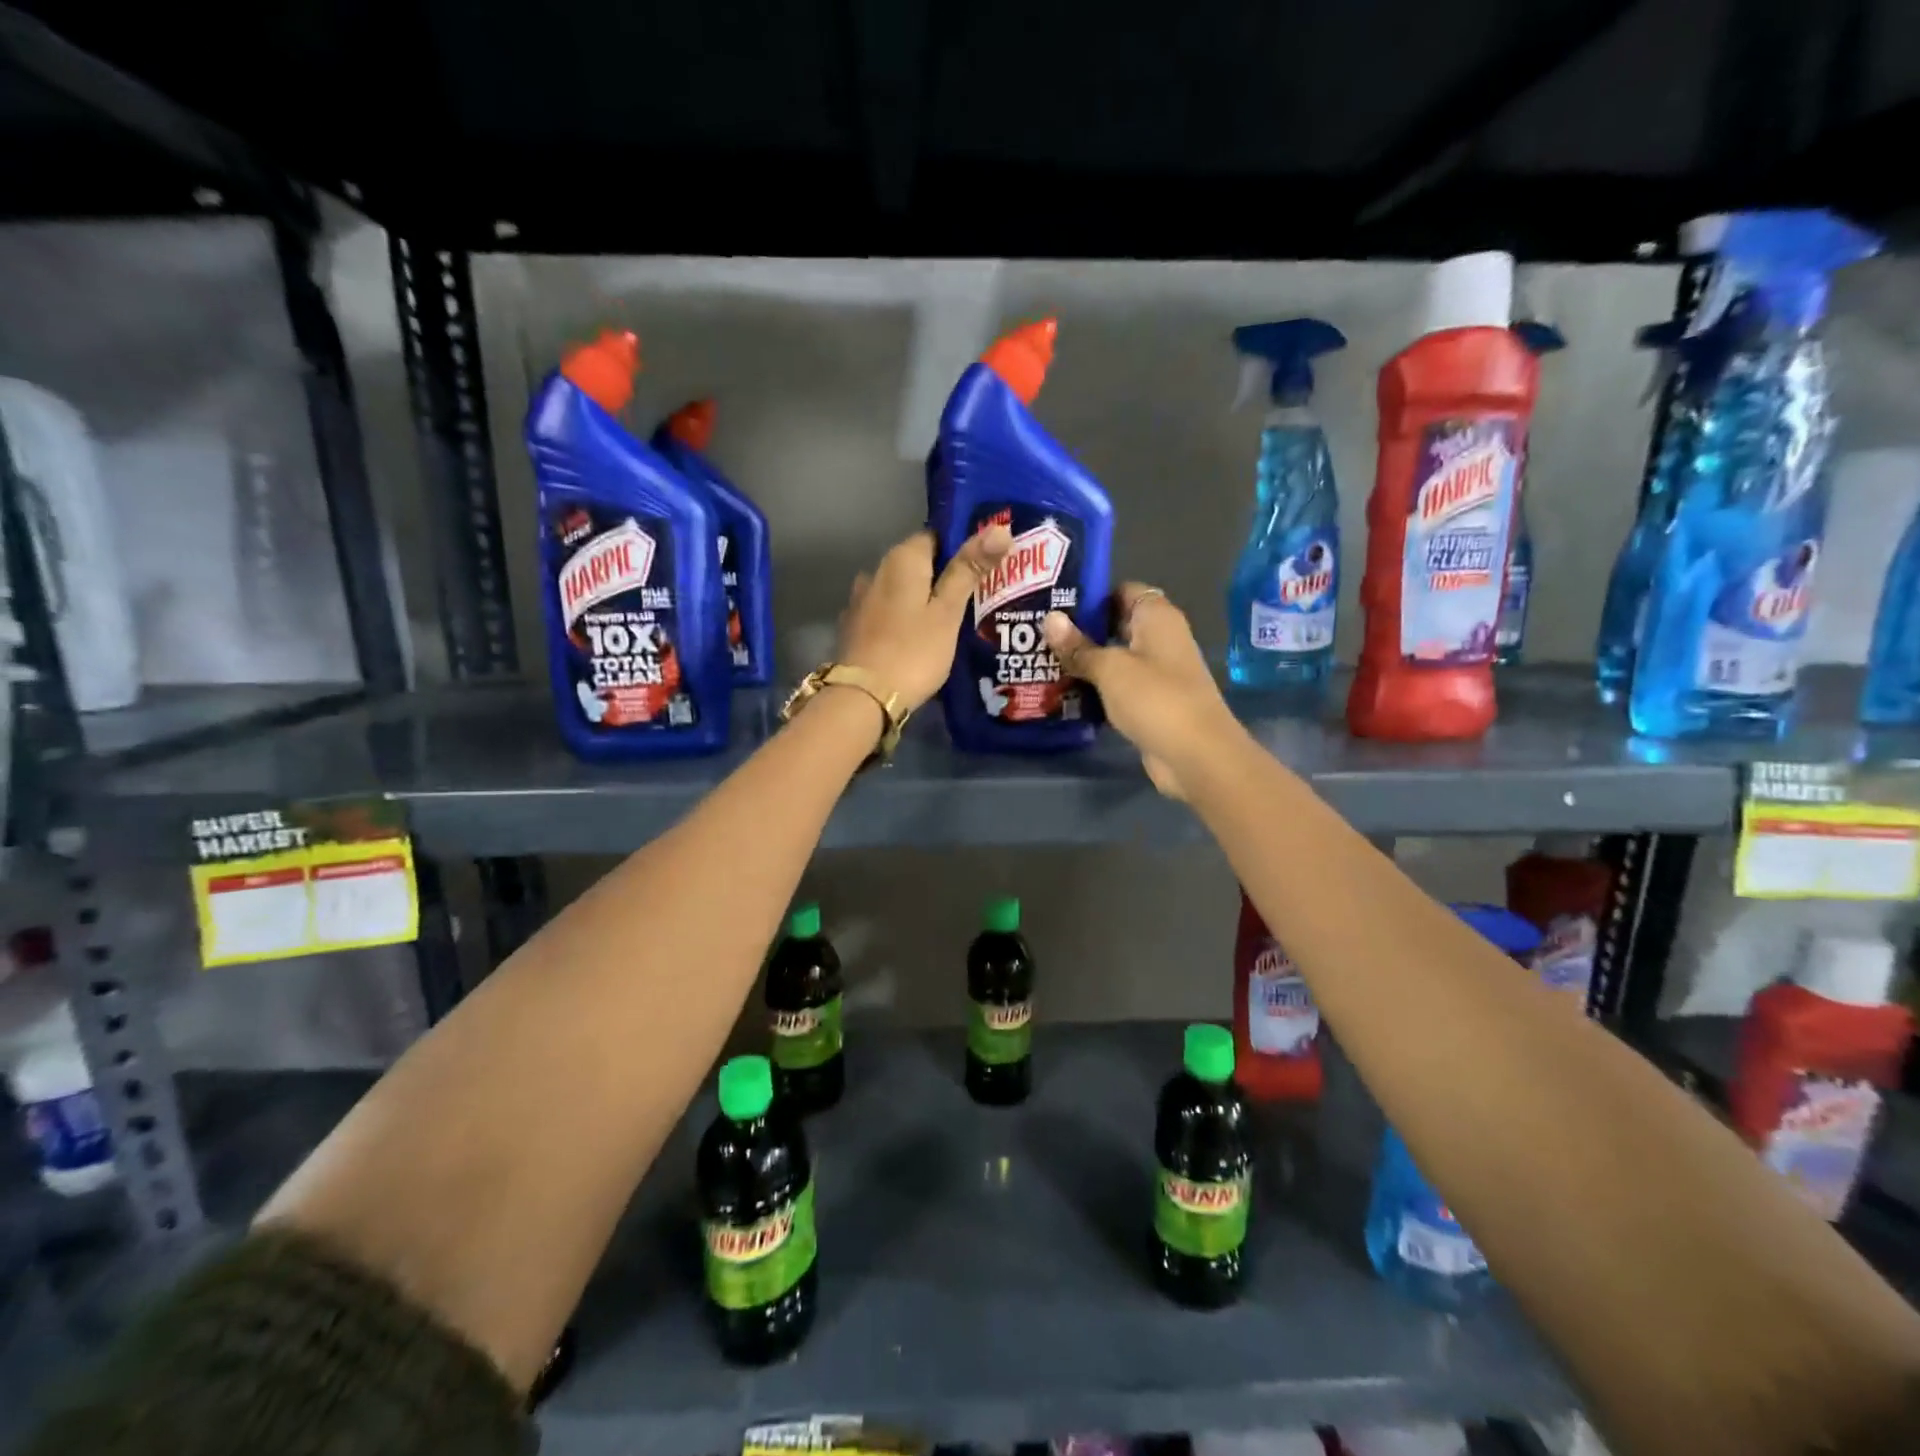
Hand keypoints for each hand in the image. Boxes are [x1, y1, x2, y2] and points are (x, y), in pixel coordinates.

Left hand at [837, 526, 1012, 710]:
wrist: (863, 698)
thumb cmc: (913, 651)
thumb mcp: (948, 612)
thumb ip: (970, 569)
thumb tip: (1000, 527)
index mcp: (902, 559)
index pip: (936, 536)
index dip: (962, 549)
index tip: (985, 568)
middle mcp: (876, 570)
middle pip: (918, 564)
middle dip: (943, 576)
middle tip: (977, 598)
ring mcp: (861, 600)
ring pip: (901, 590)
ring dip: (921, 599)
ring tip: (950, 621)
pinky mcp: (855, 627)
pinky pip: (887, 612)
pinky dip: (903, 619)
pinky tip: (918, 638)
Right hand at [1043, 585, 1238, 798]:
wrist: (1196, 755)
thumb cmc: (1155, 698)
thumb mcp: (1110, 668)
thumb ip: (1079, 646)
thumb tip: (1049, 619)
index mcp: (1157, 617)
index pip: (1121, 590)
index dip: (1090, 594)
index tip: (1053, 601)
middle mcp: (1160, 639)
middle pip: (1115, 624)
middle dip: (1080, 630)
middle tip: (1038, 633)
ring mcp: (1157, 673)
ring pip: (1114, 658)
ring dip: (1085, 662)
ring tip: (1041, 660)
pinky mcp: (1151, 703)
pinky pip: (1117, 687)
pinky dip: (1095, 689)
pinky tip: (1062, 693)